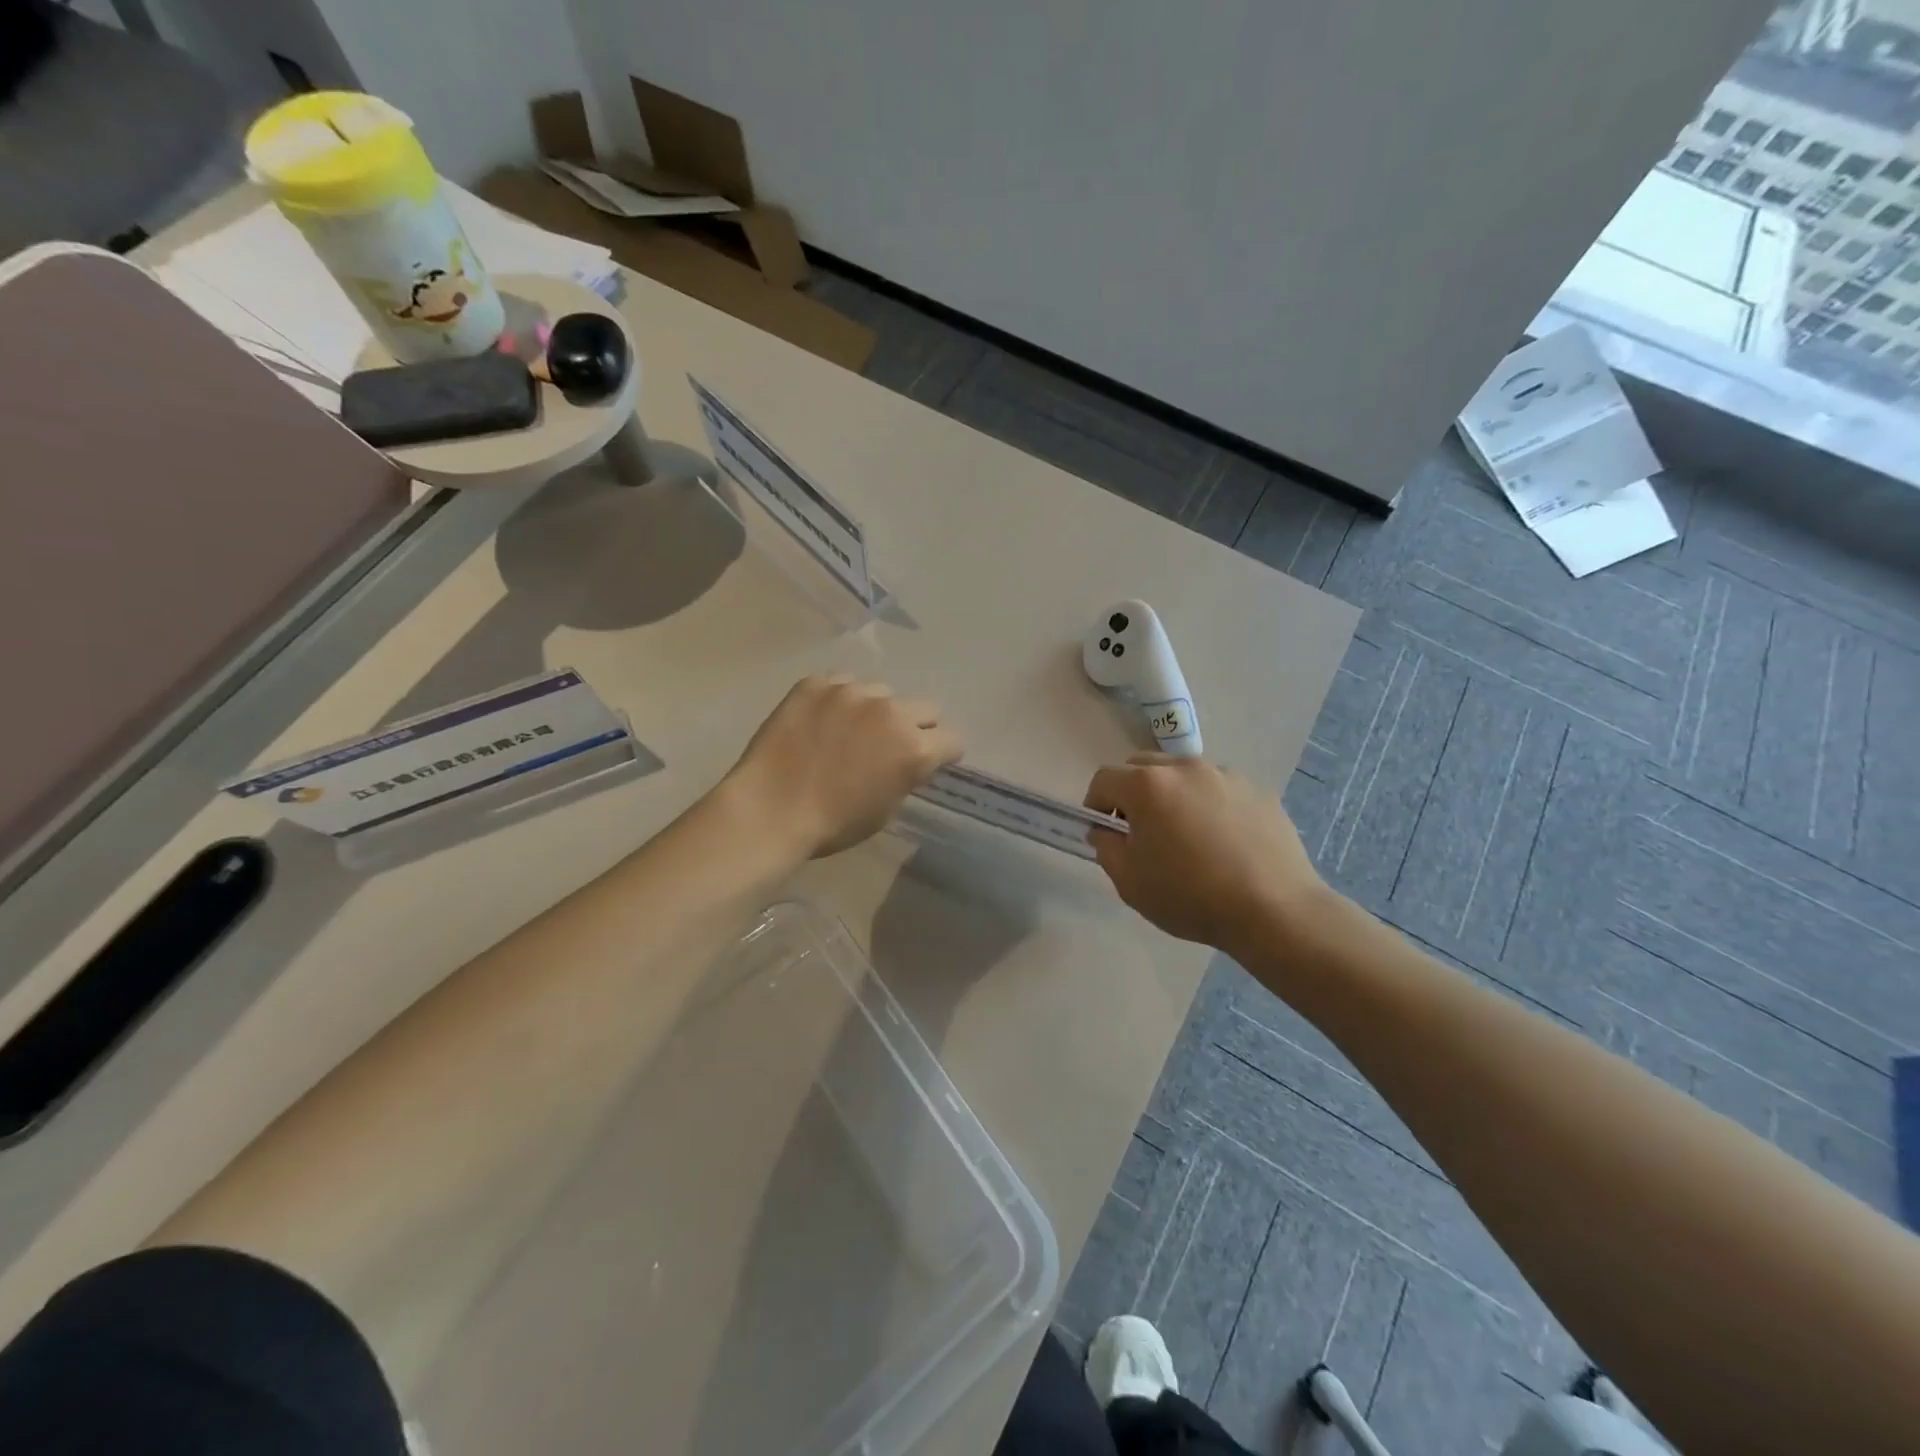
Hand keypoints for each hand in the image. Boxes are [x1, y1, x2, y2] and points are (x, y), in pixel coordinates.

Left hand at [724, 675, 963, 858]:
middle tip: (889, 745)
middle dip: (915, 726)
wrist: (770, 809)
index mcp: (915, 748)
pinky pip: (842, 683)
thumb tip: (905, 760)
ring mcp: (852, 692)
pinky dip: (839, 700)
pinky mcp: (817, 683)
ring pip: (882, 692)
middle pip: (926, 707)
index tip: (928, 762)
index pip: (953, 739)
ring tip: (848, 730)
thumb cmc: (833, 824)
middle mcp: (891, 711)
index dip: (942, 753)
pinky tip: (820, 721)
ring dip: (876, 710)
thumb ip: (906, 775)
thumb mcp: (886, 809)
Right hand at [1083, 755, 1326, 953]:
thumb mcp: (1130, 882)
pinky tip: (1223, 843)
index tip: (1105, 832)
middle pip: (1143, 767)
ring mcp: (1225, 775)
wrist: (1274, 909)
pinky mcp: (1257, 790)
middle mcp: (1185, 767)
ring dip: (1172, 796)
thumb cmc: (1191, 896)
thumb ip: (1106, 847)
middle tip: (1141, 831)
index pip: (1104, 779)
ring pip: (1183, 775)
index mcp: (1147, 785)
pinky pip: (1219, 790)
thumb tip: (1106, 830)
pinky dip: (1209, 806)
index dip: (1095, 804)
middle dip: (1132, 793)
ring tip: (1187, 837)